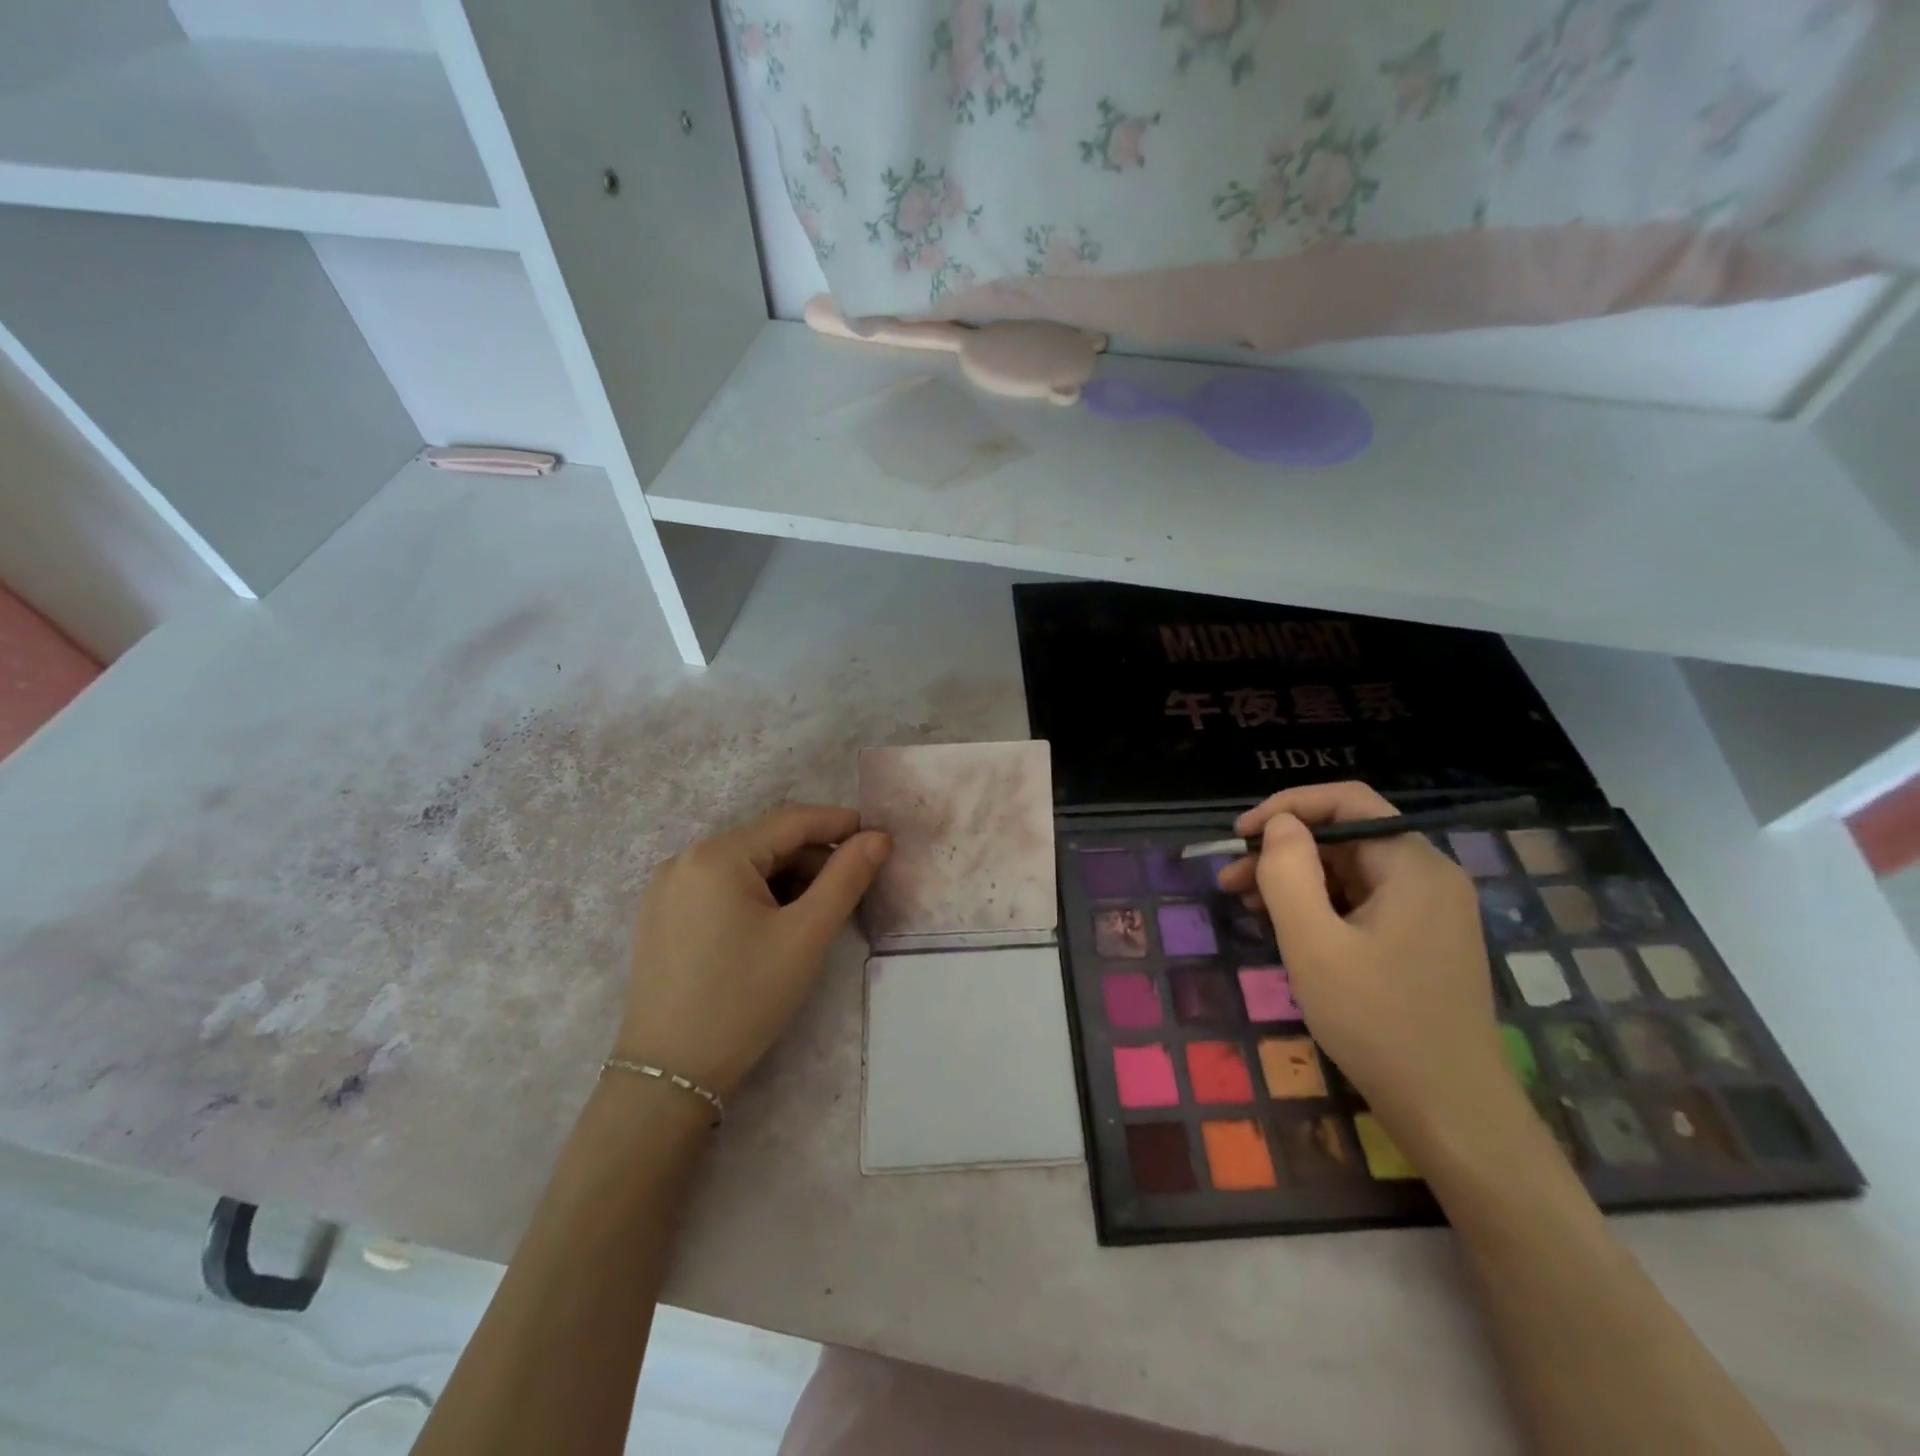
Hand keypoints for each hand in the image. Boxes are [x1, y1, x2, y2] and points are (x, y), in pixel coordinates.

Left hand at [615, 805, 889, 1096]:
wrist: (668, 1076)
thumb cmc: (744, 1000)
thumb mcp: (805, 936)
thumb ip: (846, 879)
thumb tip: (878, 838)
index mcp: (716, 855)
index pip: (791, 821)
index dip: (839, 824)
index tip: (879, 838)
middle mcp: (684, 858)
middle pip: (767, 842)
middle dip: (814, 858)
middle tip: (851, 890)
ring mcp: (667, 887)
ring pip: (745, 865)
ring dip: (787, 878)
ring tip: (816, 914)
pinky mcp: (661, 915)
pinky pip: (720, 886)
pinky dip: (757, 894)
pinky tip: (775, 926)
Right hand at [1215, 782, 1519, 1144]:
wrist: (1452, 1113)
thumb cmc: (1378, 1022)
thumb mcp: (1314, 943)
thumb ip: (1288, 872)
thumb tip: (1278, 826)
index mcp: (1413, 865)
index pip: (1346, 801)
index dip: (1286, 807)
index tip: (1238, 835)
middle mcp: (1428, 876)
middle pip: (1346, 837)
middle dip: (1283, 851)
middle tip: (1230, 880)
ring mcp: (1429, 911)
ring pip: (1350, 871)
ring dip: (1295, 880)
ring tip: (1246, 905)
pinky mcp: (1422, 941)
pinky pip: (1362, 903)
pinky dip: (1319, 906)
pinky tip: (1286, 929)